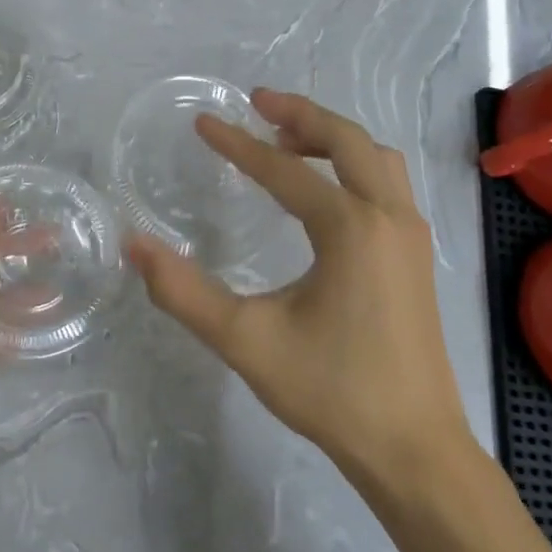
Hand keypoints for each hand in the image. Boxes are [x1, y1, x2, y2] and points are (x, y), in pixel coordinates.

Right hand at [127, 89, 472, 482]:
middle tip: (256, 102)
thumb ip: (183, 292)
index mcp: (350, 228)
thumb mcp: (245, 341)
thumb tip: (134, 246)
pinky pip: (387, 185)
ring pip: (376, 158)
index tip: (203, 123)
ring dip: (333, 138)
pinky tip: (324, 191)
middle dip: (300, 115)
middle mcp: (388, 217)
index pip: (283, 171)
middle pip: (346, 140)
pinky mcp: (417, 256)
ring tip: (287, 140)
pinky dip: (354, 165)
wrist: (413, 449)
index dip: (238, 145)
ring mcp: (410, 235)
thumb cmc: (331, 391)